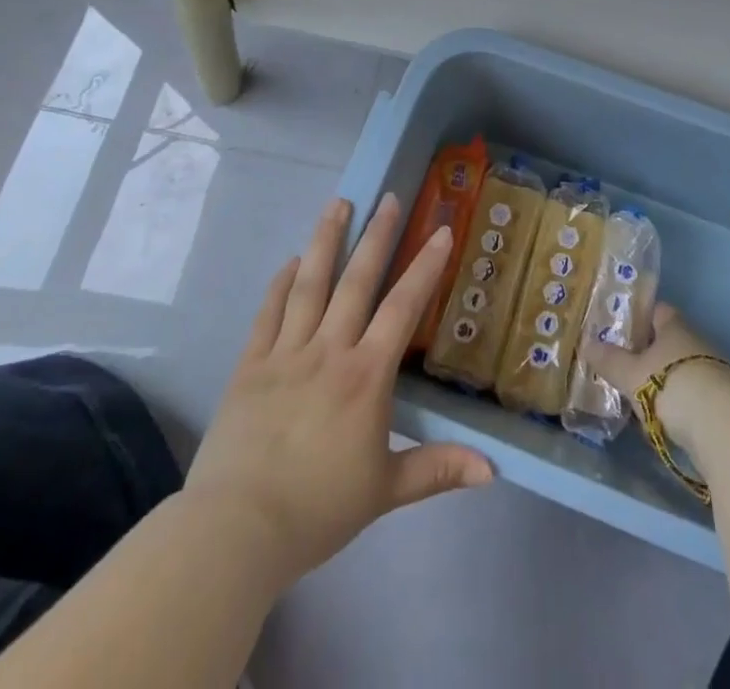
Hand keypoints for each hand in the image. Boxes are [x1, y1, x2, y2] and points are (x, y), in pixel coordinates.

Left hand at [183, 196, 493, 588]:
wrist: (236, 530)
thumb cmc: (317, 509)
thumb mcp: (385, 492)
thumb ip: (437, 470)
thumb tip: (493, 470)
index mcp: (365, 376)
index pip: (403, 308)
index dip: (425, 267)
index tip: (440, 231)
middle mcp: (328, 350)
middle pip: (356, 281)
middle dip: (377, 236)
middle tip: (388, 198)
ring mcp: (285, 352)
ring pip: (310, 283)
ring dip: (326, 240)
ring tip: (339, 203)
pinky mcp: (250, 365)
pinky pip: (268, 312)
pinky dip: (281, 282)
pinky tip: (291, 261)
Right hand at [582, 304, 729, 458]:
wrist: (725, 427)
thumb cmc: (672, 385)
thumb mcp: (633, 374)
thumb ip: (610, 360)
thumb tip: (586, 343)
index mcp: (675, 327)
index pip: (658, 310)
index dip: (640, 317)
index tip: (620, 328)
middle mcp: (696, 343)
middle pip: (670, 341)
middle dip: (649, 353)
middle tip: (622, 365)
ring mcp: (713, 372)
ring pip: (681, 369)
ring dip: (664, 380)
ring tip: (638, 396)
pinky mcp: (723, 402)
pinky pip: (693, 395)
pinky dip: (679, 404)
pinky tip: (663, 420)